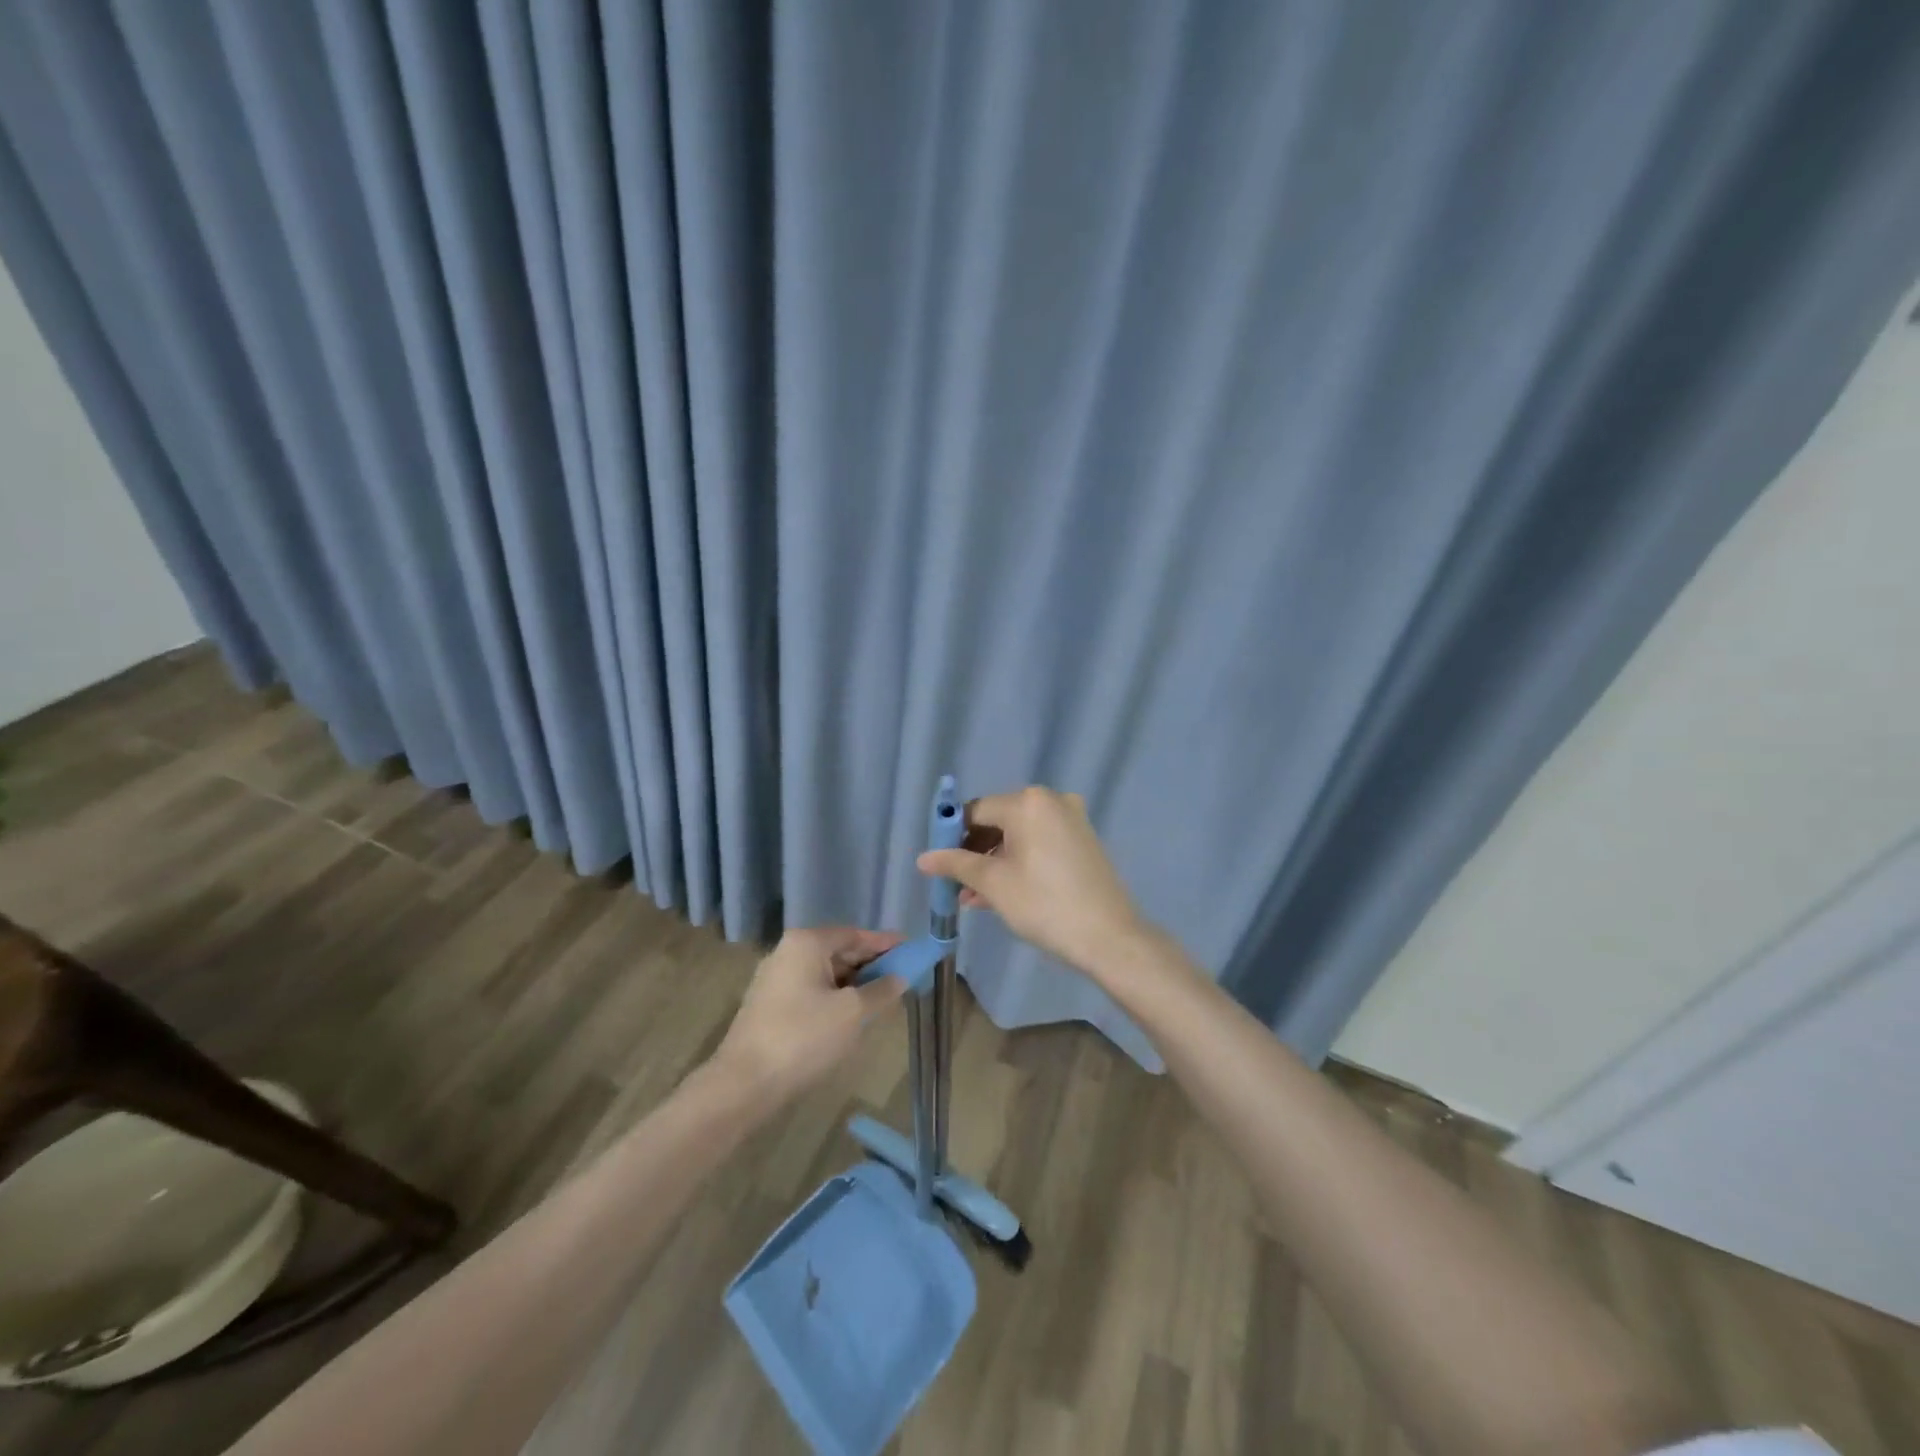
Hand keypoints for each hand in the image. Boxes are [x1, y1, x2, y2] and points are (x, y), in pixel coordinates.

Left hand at [710, 926, 906, 1104]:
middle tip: (903, 976)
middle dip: (871, 965)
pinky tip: (853, 1015)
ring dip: (854, 984)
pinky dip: (836, 997)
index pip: (855, 935)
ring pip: (826, 973)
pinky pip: (812, 991)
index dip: (886, 944)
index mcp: (807, 943)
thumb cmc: (803, 1038)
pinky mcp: (770, 1005)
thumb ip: (881, 990)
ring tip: (883, 998)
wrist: (744, 1084)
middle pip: (840, 951)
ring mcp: (775, 979)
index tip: (912, 950)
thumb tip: (900, 977)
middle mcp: (788, 952)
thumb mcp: (852, 1013)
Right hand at [917, 786, 1148, 979]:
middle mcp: (1051, 800)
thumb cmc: (1044, 904)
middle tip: (957, 884)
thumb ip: (956, 864)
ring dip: (994, 861)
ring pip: (1019, 835)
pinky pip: (1040, 843)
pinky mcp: (1083, 839)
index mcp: (1027, 802)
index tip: (941, 865)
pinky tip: (1003, 892)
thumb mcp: (994, 884)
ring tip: (975, 897)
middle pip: (998, 820)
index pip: (975, 811)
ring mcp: (1071, 819)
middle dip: (974, 852)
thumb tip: (923, 858)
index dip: (952, 836)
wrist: (1109, 937)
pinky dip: (1019, 861)